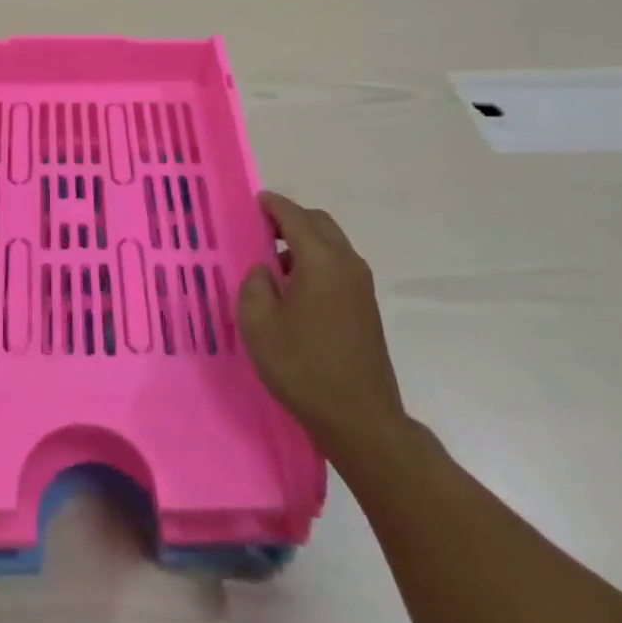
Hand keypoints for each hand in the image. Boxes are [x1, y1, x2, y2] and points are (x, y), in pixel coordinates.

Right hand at [239, 192, 408, 468]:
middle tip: (262, 232)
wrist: (362, 421)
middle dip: (291, 219)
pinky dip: (317, 262)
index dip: (272, 205)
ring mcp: (362, 285)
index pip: (293, 215)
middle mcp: (346, 263)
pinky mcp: (367, 307)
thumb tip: (266, 271)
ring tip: (275, 267)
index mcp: (320, 259)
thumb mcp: (259, 324)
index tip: (255, 202)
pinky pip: (339, 266)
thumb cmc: (304, 368)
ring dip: (305, 243)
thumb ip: (254, 284)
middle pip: (318, 223)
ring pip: (331, 244)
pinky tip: (297, 292)